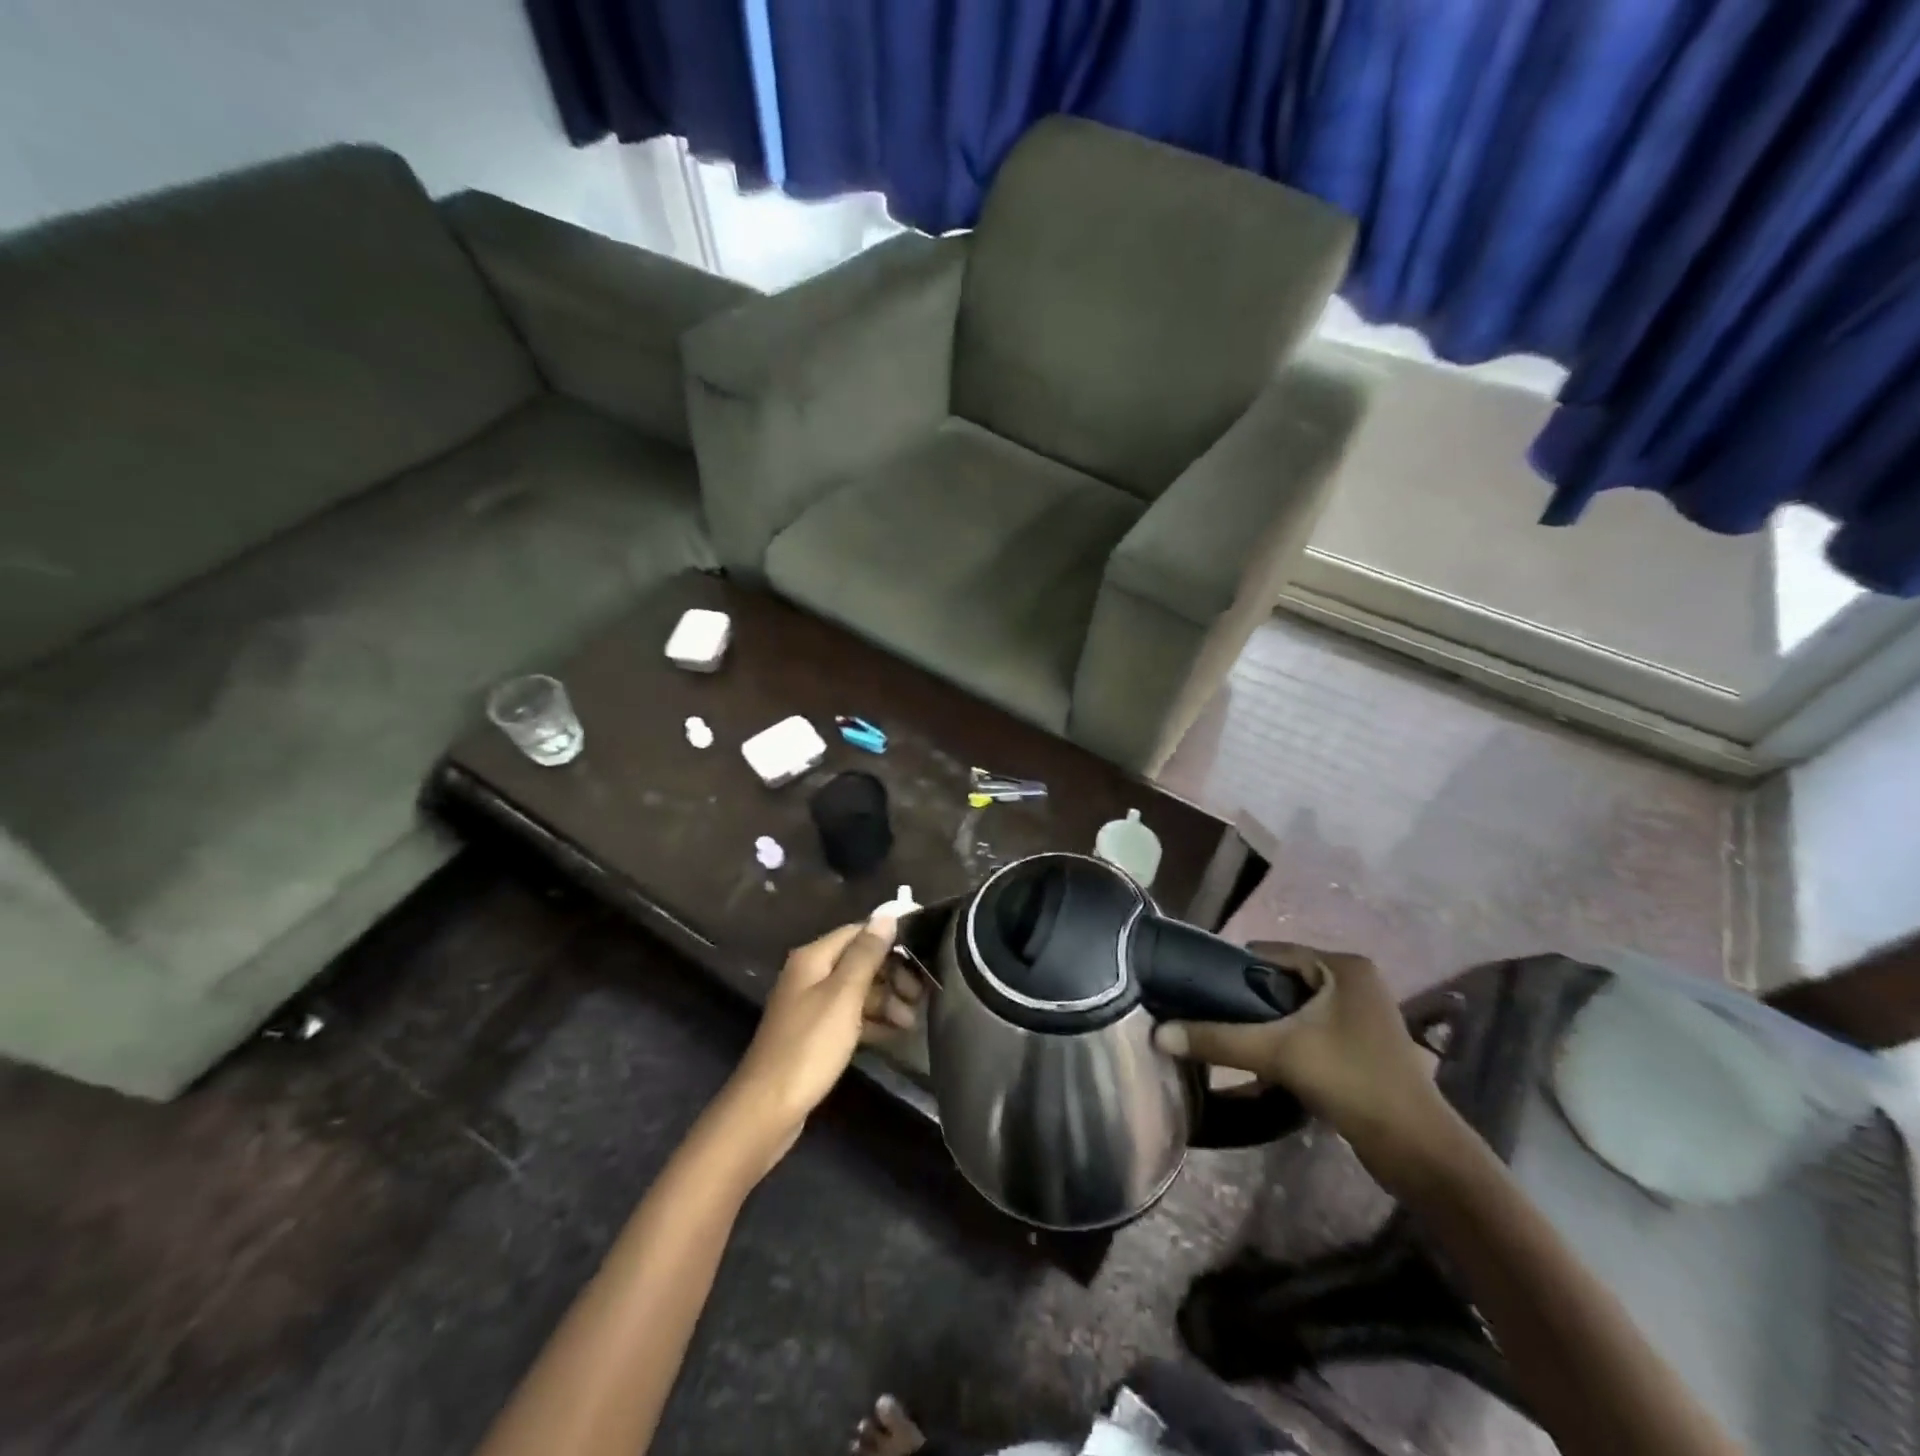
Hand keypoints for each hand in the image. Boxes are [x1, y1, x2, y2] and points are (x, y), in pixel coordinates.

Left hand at [722, 918, 922, 1161]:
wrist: (768, 1108)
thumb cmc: (809, 1045)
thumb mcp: (843, 995)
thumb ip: (866, 954)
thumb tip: (887, 914)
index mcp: (814, 957)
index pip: (859, 932)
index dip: (891, 939)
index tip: (924, 953)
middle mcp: (810, 974)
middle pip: (860, 961)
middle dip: (892, 974)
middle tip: (920, 995)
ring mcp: (812, 1005)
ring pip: (858, 990)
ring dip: (887, 1000)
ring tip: (911, 1021)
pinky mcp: (816, 1034)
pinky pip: (851, 1016)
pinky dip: (873, 1021)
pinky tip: (895, 1034)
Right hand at [1152, 944, 1451, 1185]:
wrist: (1419, 1152)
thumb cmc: (1352, 1082)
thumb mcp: (1278, 1054)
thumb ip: (1217, 1040)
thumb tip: (1157, 1034)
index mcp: (1342, 965)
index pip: (1268, 953)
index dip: (1230, 972)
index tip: (1198, 994)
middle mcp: (1353, 980)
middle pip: (1279, 982)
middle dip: (1246, 1003)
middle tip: (1211, 1022)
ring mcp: (1360, 1013)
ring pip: (1293, 1009)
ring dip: (1264, 1026)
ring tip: (1230, 1043)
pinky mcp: (1361, 1044)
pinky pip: (1309, 1031)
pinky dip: (1286, 1043)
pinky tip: (1261, 1065)